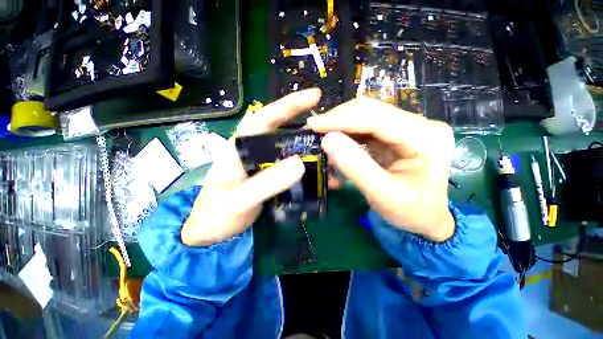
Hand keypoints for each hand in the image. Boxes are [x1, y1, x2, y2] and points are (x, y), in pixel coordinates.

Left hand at [181, 89, 321, 245]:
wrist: (212, 231)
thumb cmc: (216, 213)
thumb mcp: (239, 199)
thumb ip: (267, 182)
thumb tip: (300, 164)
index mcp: (242, 146)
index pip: (266, 117)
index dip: (289, 105)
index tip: (314, 96)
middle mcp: (256, 151)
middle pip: (284, 133)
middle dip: (307, 129)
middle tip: (332, 130)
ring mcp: (266, 165)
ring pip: (292, 152)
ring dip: (311, 153)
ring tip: (332, 157)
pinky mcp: (272, 178)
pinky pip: (293, 170)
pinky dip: (308, 171)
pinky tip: (321, 177)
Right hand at [307, 98, 454, 241]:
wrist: (426, 218)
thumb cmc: (411, 211)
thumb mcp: (383, 195)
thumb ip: (355, 167)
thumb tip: (327, 140)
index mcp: (426, 138)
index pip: (377, 119)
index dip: (342, 119)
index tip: (314, 124)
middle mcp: (420, 125)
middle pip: (372, 110)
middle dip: (339, 118)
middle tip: (314, 129)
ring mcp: (409, 127)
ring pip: (367, 115)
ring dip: (341, 124)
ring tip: (322, 134)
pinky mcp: (397, 133)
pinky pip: (366, 126)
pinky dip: (347, 132)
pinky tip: (336, 140)